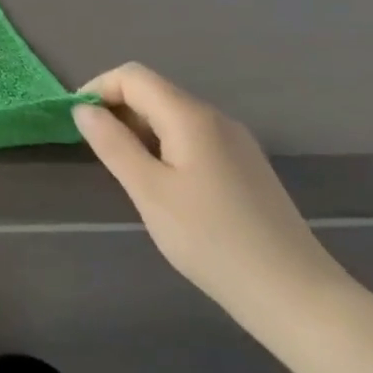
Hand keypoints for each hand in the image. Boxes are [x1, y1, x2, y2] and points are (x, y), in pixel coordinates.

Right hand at [72, 63, 348, 326]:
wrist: (296, 295)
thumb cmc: (212, 240)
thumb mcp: (148, 191)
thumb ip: (112, 144)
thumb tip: (84, 110)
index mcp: (190, 117)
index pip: (132, 76)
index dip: (97, 90)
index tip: (77, 124)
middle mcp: (215, 119)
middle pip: (153, 92)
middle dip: (116, 111)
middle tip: (97, 153)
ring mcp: (235, 142)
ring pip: (172, 116)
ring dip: (138, 130)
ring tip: (127, 173)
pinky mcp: (245, 167)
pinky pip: (192, 137)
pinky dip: (164, 146)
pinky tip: (164, 187)